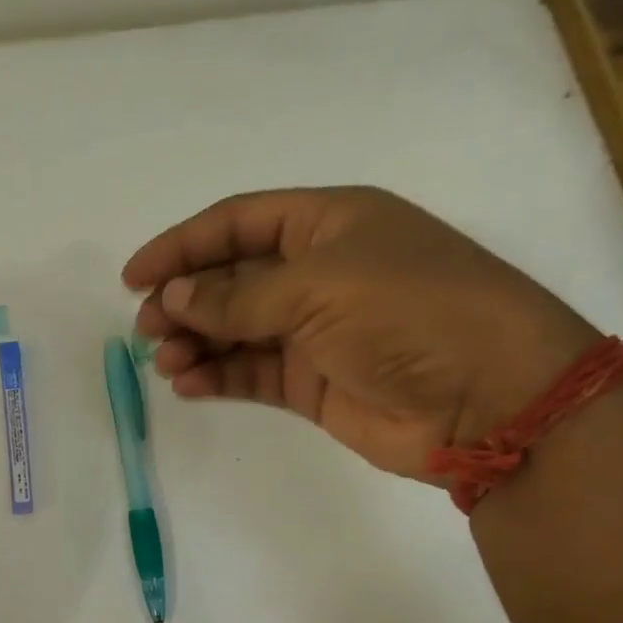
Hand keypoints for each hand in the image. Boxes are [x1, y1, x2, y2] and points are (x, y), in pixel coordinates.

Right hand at [125, 187, 597, 479]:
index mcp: (328, 223)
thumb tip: (173, 298)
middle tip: (145, 330)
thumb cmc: (409, 313)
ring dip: (195, 341)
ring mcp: (316, 330)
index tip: (133, 276)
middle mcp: (319, 272)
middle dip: (184, 300)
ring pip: (236, 329)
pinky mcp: (314, 383)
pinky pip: (251, 373)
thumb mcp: (320, 287)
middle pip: (231, 277)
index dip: (182, 245)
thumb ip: (238, 295)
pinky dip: (217, 376)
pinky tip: (188, 383)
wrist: (489, 399)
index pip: (237, 223)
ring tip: (165, 362)